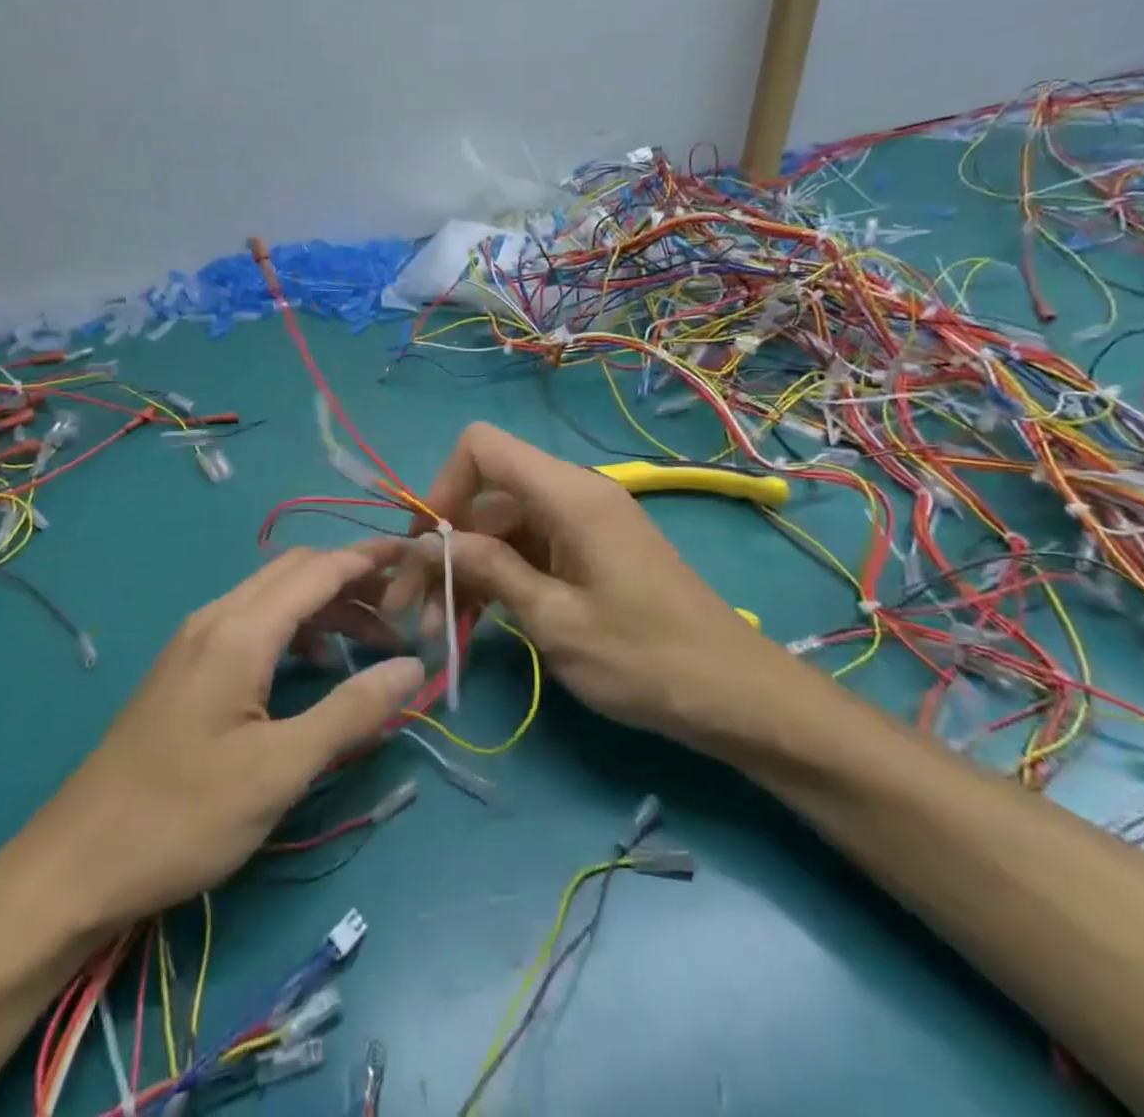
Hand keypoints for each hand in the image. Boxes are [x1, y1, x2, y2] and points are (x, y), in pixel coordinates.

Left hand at [25, 544, 423, 927]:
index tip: (418, 555)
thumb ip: (352, 712)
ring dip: (327, 609)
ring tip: (372, 647)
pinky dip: (297, 631)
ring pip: (275, 598)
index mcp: (241, 630)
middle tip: (403, 610)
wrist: (76, 862)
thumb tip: (413, 666)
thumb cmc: (184, 816)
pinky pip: (254, 623)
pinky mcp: (187, 667)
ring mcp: (196, 640)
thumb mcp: (281, 769)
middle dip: (354, 582)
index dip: (371, 558)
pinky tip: (316, 671)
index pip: (320, 570)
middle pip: (298, 573)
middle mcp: (217, 618)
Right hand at [384, 423, 785, 736]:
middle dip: (441, 546)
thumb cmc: (645, 658)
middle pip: (484, 497)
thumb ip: (489, 570)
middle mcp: (571, 495)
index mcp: (568, 495)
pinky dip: (495, 580)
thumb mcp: (555, 620)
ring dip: (463, 571)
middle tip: (409, 608)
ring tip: (435, 629)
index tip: (426, 546)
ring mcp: (580, 525)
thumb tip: (429, 542)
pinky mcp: (585, 553)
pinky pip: (525, 551)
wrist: (734, 695)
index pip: (482, 447)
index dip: (444, 485)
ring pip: (499, 529)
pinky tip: (471, 624)